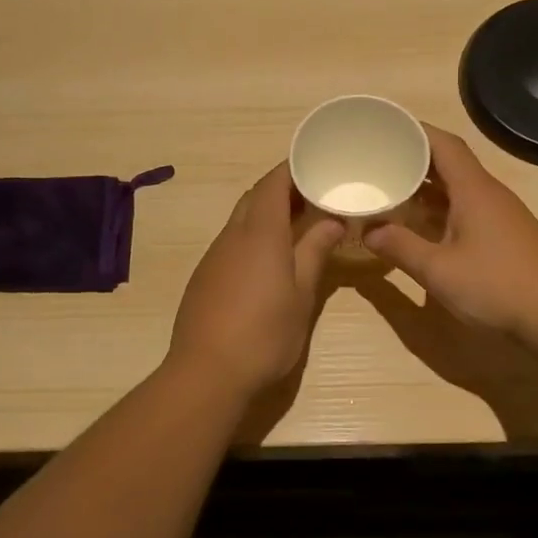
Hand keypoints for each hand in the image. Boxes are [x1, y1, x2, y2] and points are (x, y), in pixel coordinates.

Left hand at [168, 164, 344, 397]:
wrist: (207, 373)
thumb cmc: (264, 334)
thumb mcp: (302, 294)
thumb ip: (315, 251)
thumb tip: (332, 220)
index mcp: (260, 233)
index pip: (274, 183)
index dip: (293, 168)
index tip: (317, 164)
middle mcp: (232, 236)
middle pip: (255, 197)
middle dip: (283, 189)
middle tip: (314, 195)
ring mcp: (214, 256)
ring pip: (241, 219)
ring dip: (267, 213)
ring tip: (298, 224)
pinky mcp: (204, 277)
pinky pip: (231, 242)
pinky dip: (253, 236)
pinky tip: (269, 259)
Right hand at [366, 125, 537, 341]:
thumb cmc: (497, 286)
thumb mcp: (439, 270)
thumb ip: (400, 247)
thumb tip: (368, 231)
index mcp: (473, 190)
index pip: (443, 144)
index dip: (414, 131)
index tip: (384, 128)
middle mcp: (489, 193)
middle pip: (449, 162)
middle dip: (414, 158)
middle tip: (378, 161)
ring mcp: (500, 214)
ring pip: (458, 187)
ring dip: (426, 186)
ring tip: (391, 189)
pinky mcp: (505, 235)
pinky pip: (467, 208)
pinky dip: (441, 208)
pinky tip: (422, 225)